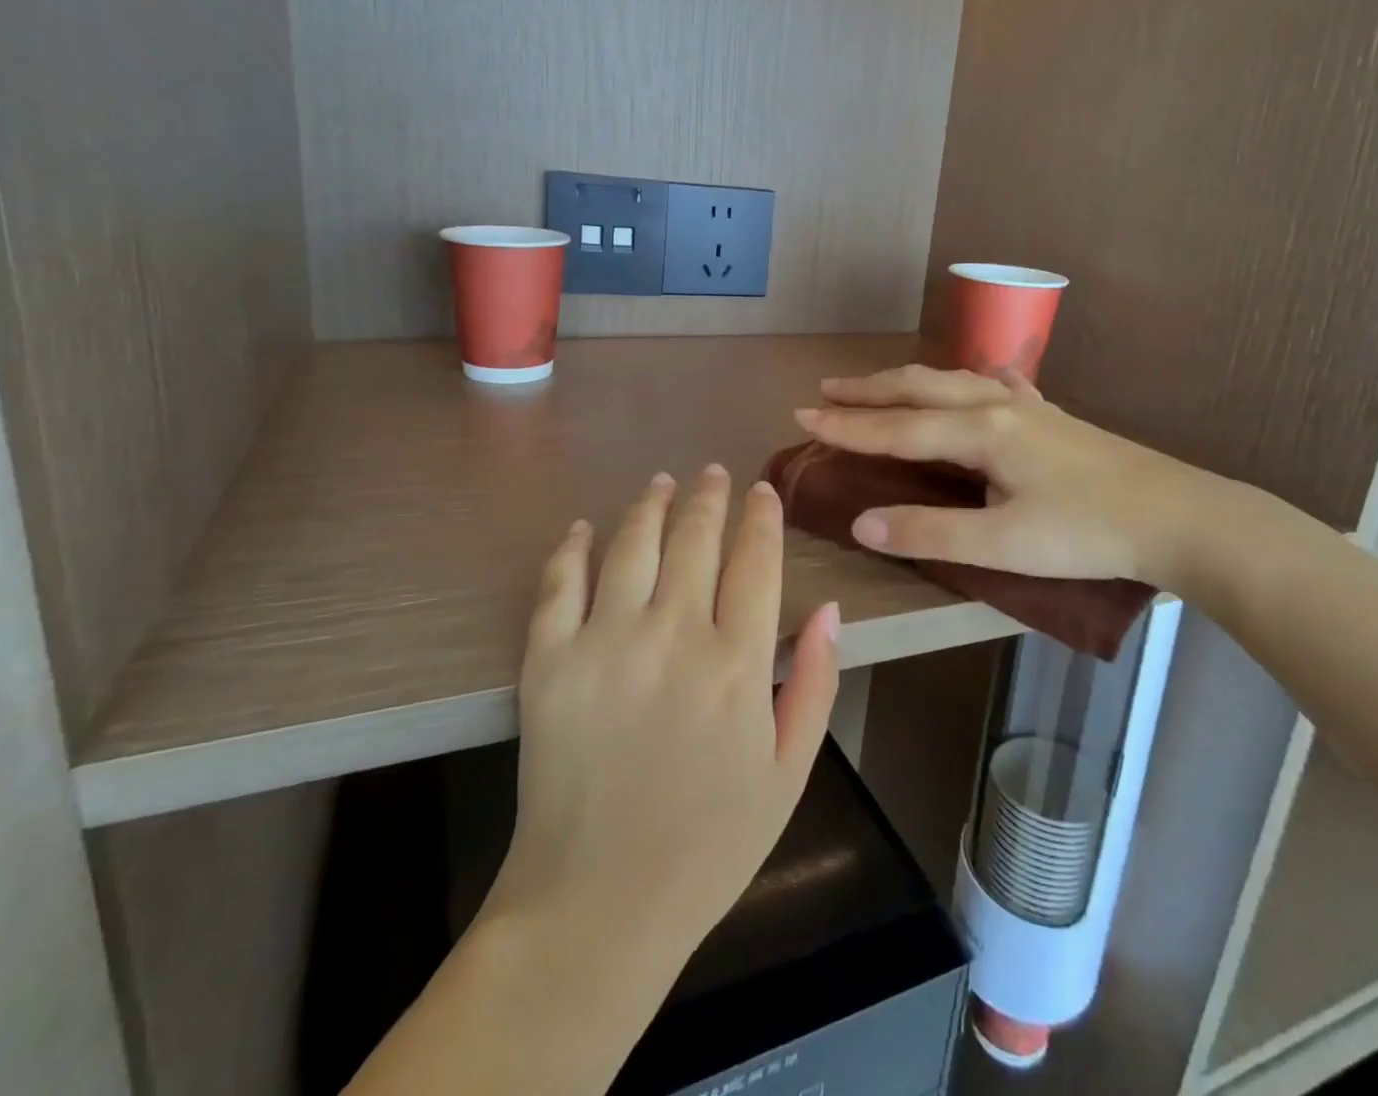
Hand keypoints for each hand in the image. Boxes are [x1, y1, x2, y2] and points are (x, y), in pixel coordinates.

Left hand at [487, 466, 840, 967]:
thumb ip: (817, 683)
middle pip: (695, 538)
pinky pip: (559, 583)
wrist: (598, 904)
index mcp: (737, 665)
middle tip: (712, 474)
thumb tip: (829, 607)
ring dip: (650, 504)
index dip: (761, 517)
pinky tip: (583, 527)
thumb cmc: (709, 843)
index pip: (755, 561)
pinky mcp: (548, 661)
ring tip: (661, 482)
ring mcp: (604, 643)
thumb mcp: (789, 772)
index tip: (762, 492)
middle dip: (709, 496)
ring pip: (631, 543)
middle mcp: (672, 637)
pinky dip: (571, 547)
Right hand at [795, 365, 1229, 591]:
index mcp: (981, 432)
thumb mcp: (1003, 545)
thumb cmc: (1088, 533)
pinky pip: (996, 387)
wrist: (1181, 516)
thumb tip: (862, 522)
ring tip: (879, 386)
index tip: (801, 416)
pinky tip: (978, 381)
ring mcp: (1029, 408)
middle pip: (919, 389)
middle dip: (868, 391)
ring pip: (953, 382)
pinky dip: (967, 382)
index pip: (897, 427)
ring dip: (908, 383)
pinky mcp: (1053, 420)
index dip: (847, 425)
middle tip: (824, 390)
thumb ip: (930, 532)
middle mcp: (998, 407)